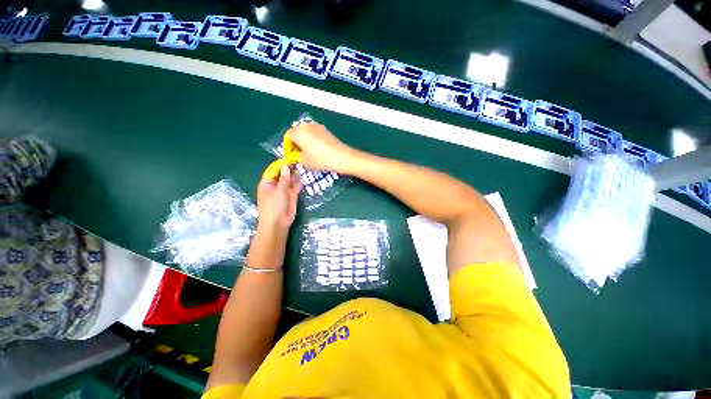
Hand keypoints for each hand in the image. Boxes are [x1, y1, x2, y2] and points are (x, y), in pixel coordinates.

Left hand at [257, 166, 301, 233]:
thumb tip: (286, 167)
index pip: (273, 170)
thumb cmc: (274, 206)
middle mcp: (276, 185)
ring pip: (290, 180)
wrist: (278, 223)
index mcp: (267, 183)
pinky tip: (303, 177)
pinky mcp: (292, 196)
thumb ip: (284, 178)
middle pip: (283, 174)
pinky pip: (295, 187)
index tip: (289, 159)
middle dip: (289, 169)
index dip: (281, 165)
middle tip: (298, 161)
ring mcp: (284, 191)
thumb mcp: (278, 190)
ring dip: (295, 175)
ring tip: (302, 167)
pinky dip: (299, 182)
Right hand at [288, 123, 356, 172]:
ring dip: (304, 141)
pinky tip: (316, 150)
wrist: (341, 157)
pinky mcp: (326, 130)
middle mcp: (306, 125)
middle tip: (298, 154)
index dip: (288, 148)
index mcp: (298, 132)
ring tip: (307, 152)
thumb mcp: (304, 162)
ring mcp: (317, 126)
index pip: (288, 137)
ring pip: (306, 133)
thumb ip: (297, 157)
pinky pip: (315, 134)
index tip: (291, 156)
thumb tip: (297, 156)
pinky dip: (312, 140)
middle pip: (297, 133)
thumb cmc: (320, 159)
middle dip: (296, 143)